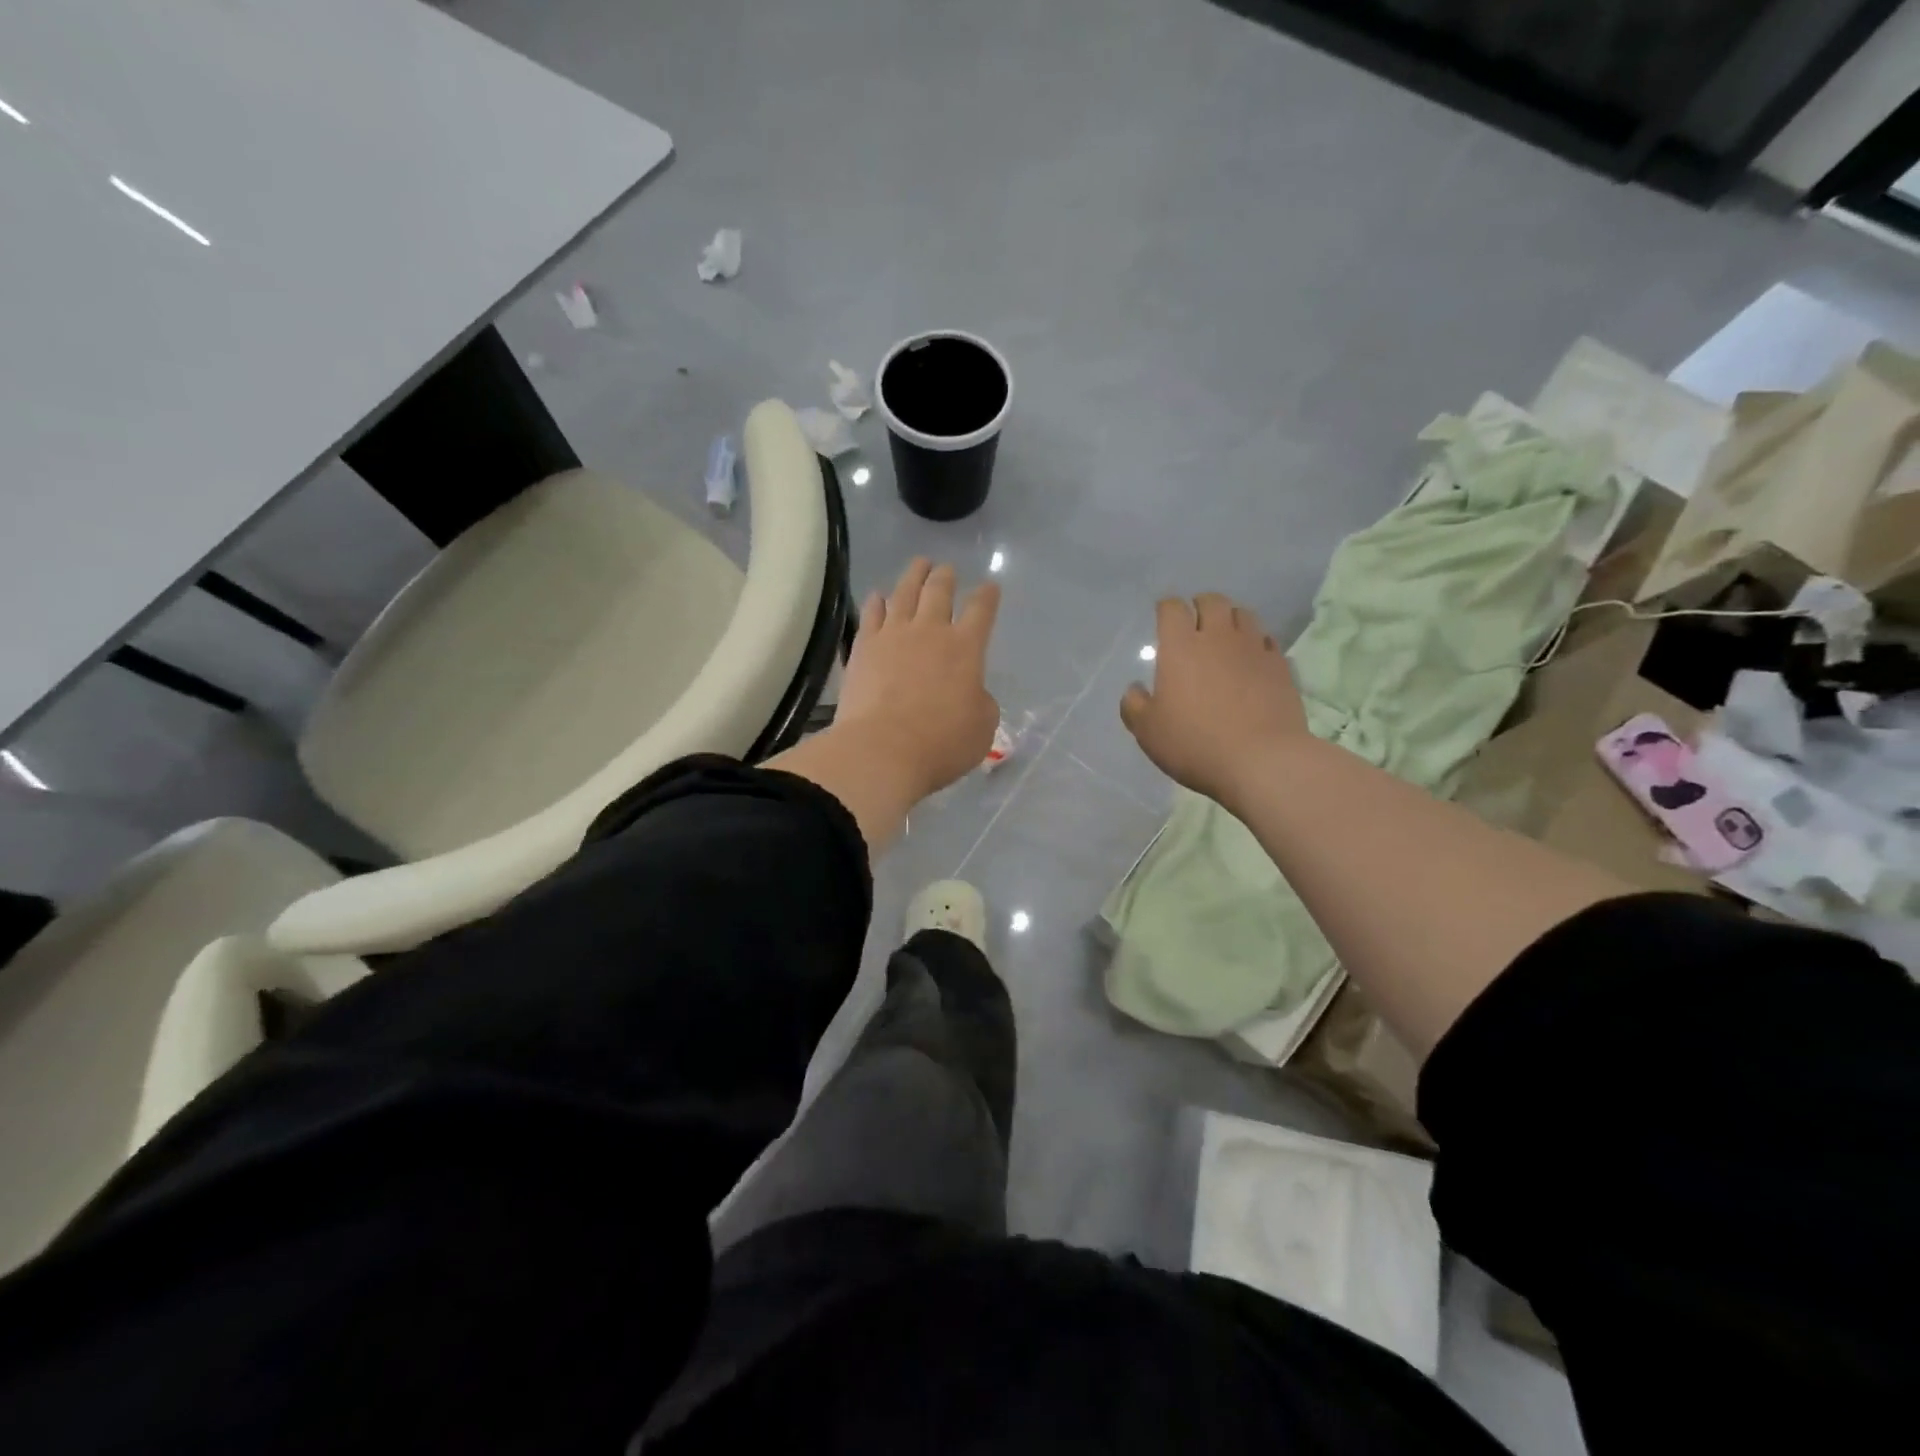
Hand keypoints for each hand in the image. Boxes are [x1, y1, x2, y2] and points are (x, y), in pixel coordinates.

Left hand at [835, 558, 1001, 799]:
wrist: (883, 749)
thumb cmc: (941, 743)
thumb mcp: (982, 727)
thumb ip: (981, 702)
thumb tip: (970, 692)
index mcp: (966, 648)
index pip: (981, 611)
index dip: (987, 596)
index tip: (989, 587)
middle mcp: (930, 631)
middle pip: (939, 591)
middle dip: (946, 577)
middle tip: (946, 569)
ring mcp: (893, 635)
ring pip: (905, 593)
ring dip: (914, 575)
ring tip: (919, 565)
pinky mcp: (864, 647)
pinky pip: (871, 613)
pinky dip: (877, 601)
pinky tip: (878, 596)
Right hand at [1120, 593, 1308, 804]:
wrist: (1261, 761)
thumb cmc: (1194, 743)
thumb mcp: (1148, 731)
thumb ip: (1134, 706)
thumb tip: (1134, 689)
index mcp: (1181, 647)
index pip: (1172, 608)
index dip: (1166, 608)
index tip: (1163, 618)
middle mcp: (1218, 638)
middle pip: (1212, 602)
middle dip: (1200, 606)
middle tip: (1194, 624)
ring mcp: (1254, 649)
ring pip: (1244, 615)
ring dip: (1230, 619)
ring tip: (1224, 637)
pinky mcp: (1280, 666)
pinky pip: (1267, 641)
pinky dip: (1256, 643)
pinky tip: (1251, 659)